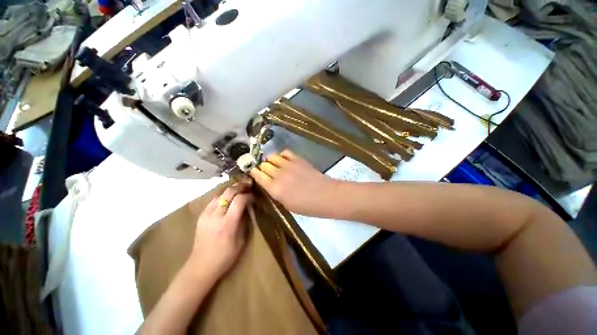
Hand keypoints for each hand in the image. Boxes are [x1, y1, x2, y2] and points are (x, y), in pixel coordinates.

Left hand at [187, 183, 253, 278]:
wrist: (201, 266)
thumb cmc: (225, 256)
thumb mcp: (241, 240)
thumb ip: (245, 221)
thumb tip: (248, 207)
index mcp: (228, 223)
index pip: (240, 200)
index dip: (248, 195)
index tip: (254, 196)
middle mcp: (216, 216)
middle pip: (229, 192)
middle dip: (240, 186)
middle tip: (248, 185)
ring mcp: (206, 215)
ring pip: (220, 194)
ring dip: (231, 190)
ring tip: (239, 189)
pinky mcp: (201, 216)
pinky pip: (213, 201)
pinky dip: (223, 196)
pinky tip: (228, 198)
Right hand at [249, 150, 337, 216]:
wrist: (326, 196)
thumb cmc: (307, 206)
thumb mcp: (287, 204)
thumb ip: (276, 192)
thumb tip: (269, 183)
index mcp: (275, 189)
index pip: (258, 175)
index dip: (254, 172)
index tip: (254, 172)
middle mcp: (279, 175)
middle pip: (264, 165)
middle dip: (262, 167)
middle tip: (265, 170)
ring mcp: (289, 165)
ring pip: (272, 157)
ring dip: (270, 160)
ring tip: (274, 164)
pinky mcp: (298, 159)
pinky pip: (285, 152)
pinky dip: (281, 155)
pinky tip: (283, 160)